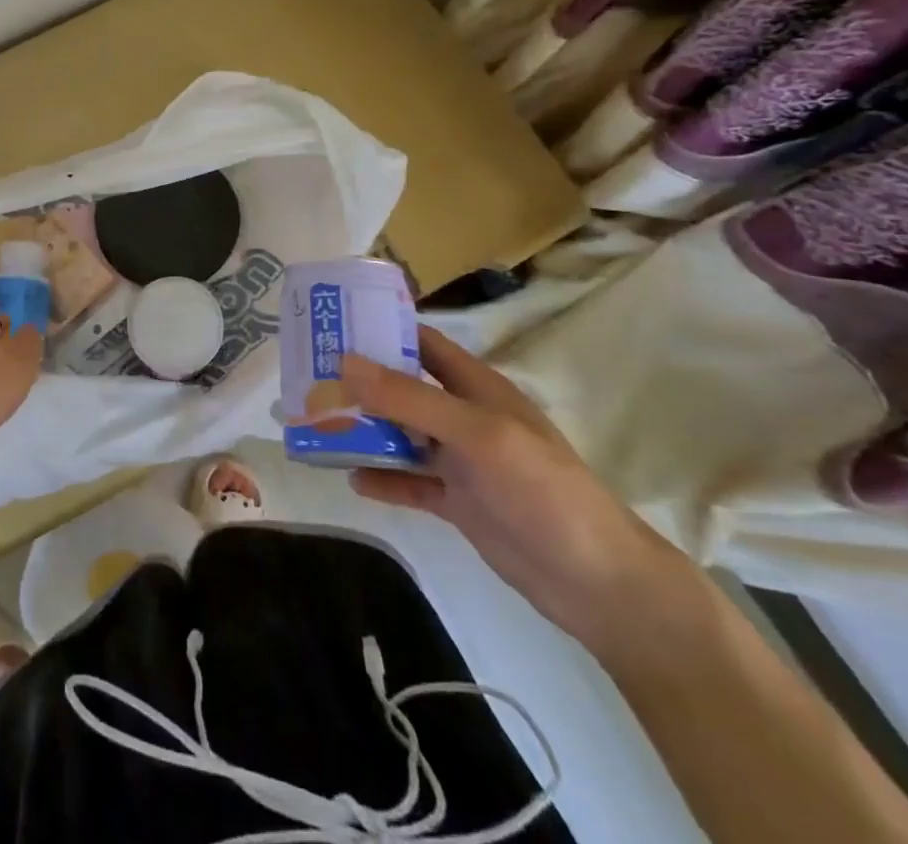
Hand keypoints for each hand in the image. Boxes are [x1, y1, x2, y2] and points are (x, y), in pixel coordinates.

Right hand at [341, 326, 694, 658]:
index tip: (332, 322)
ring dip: (365, 431)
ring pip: (401, 435)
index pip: (422, 342)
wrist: (598, 585)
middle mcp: (464, 417)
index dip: (381, 329)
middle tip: (309, 378)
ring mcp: (461, 461)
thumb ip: (411, 398)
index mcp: (476, 387)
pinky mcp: (459, 502)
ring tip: (317, 426)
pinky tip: (351, 479)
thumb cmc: (543, 490)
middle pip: (403, 388)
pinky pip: (410, 483)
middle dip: (360, 382)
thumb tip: (345, 362)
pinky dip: (383, 479)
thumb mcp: (477, 434)